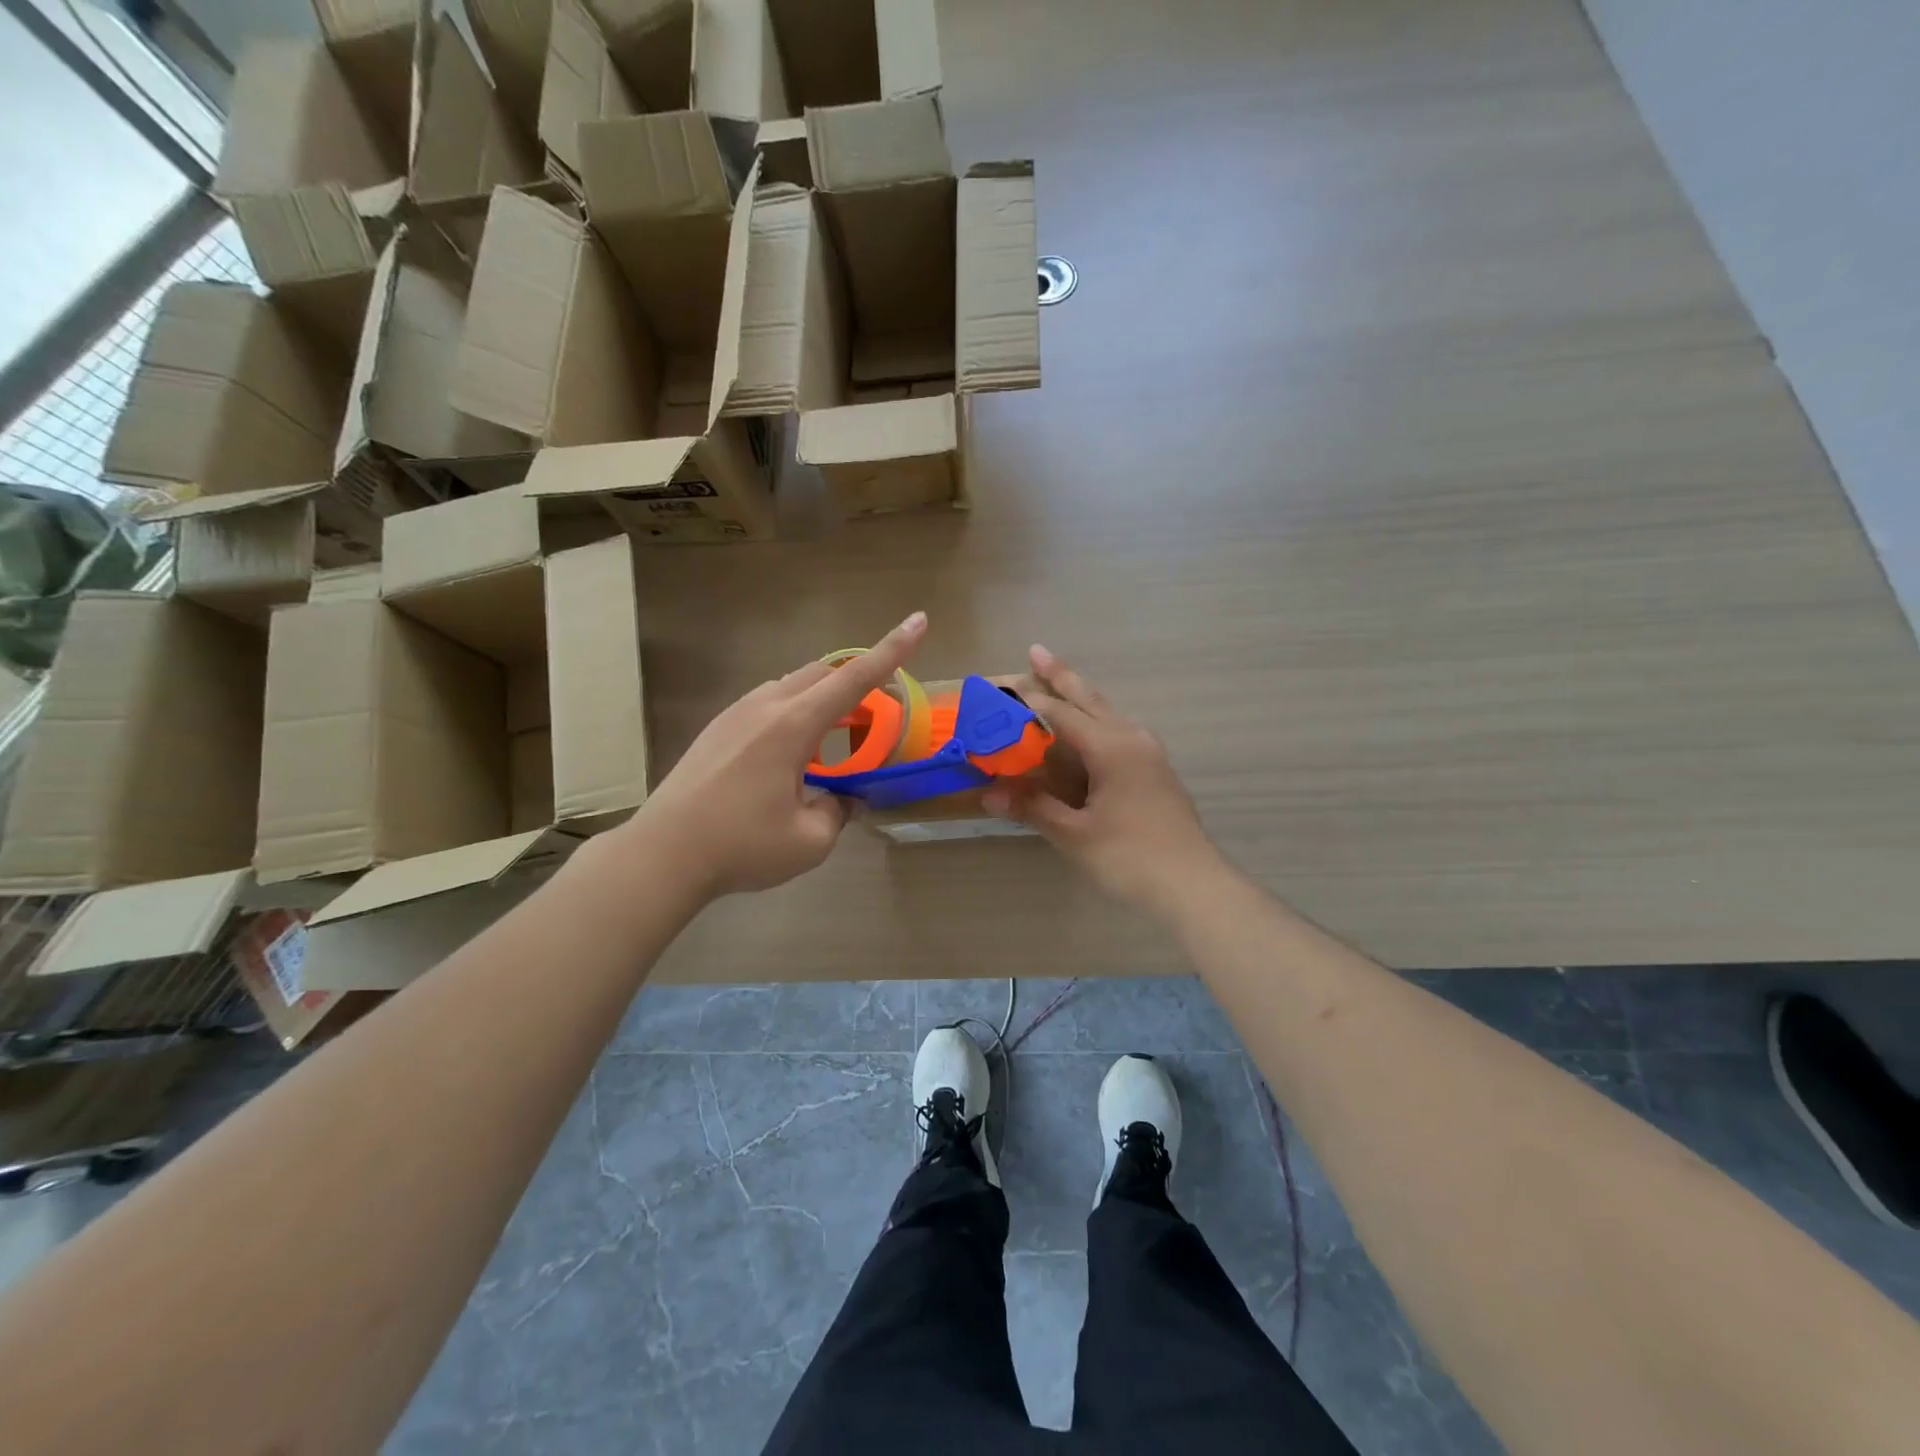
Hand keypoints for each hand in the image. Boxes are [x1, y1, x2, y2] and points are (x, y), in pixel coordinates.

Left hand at [620, 613, 928, 898]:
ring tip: (835, 738)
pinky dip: (795, 713)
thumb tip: (842, 799)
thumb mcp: (810, 840)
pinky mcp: (717, 728)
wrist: (662, 855)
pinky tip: (792, 754)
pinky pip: (768, 703)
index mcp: (793, 725)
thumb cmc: (741, 846)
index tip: (918, 620)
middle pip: (823, 673)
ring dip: (823, 699)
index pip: (854, 678)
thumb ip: (837, 811)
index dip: (892, 650)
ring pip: (792, 685)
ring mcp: (735, 713)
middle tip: (877, 711)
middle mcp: (765, 706)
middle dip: (857, 679)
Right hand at [986, 645, 1224, 917]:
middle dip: (1062, 676)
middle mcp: (1133, 740)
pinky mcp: (1157, 772)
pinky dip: (1099, 719)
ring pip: (1110, 713)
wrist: (1194, 887)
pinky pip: (1121, 731)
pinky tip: (1094, 731)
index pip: (1062, 714)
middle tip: (1037, 650)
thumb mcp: (1075, 835)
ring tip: (1061, 684)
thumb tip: (988, 793)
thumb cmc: (1130, 858)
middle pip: (1091, 699)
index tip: (1001, 686)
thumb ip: (1033, 808)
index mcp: (1111, 748)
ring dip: (1083, 696)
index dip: (1029, 701)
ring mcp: (1150, 755)